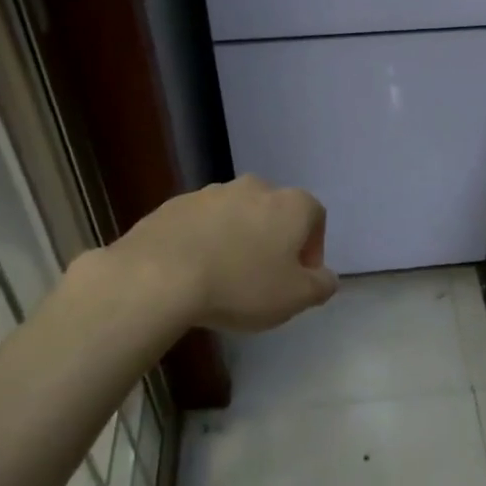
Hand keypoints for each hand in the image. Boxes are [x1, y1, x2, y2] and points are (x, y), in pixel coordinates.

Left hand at [115, 175, 338, 331]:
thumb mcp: (295, 297)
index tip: (298, 279)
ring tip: (224, 278)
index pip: (316, 218)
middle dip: (273, 242)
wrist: (159, 275)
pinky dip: (204, 242)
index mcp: (290, 204)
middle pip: (274, 213)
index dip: (312, 250)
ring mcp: (211, 192)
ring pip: (236, 217)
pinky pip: (201, 224)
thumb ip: (321, 286)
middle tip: (263, 279)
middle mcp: (255, 187)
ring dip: (237, 240)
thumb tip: (326, 278)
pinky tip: (193, 273)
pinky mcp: (174, 205)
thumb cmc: (241, 285)